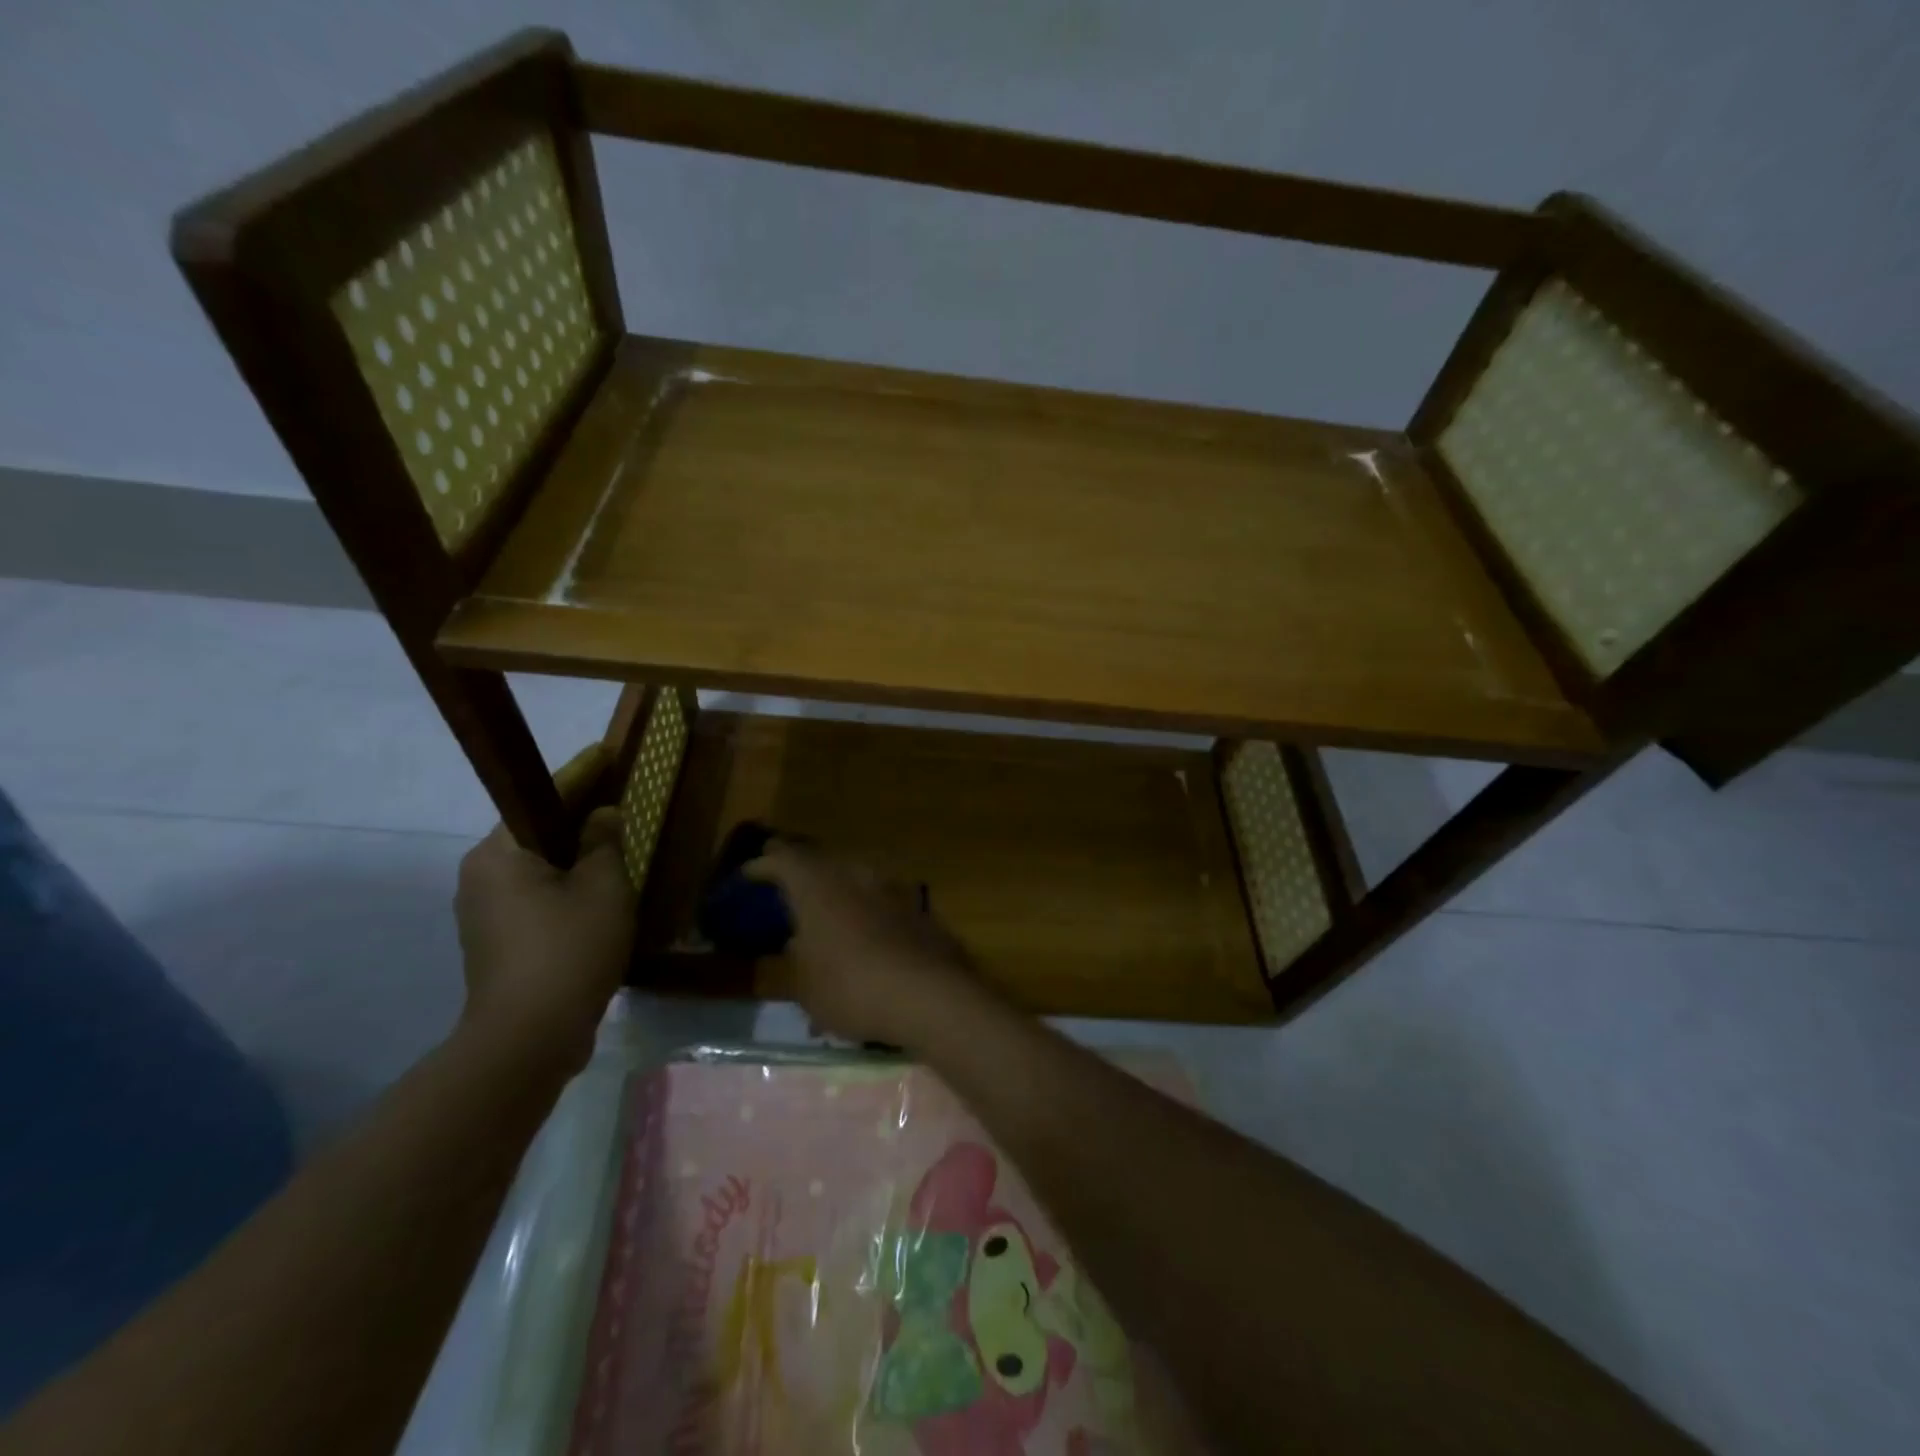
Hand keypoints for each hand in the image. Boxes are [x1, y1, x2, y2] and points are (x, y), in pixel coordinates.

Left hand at [455, 801, 634, 1077]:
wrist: (528, 1038)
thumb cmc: (568, 949)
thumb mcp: (603, 887)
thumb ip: (605, 842)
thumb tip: (603, 816)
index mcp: (499, 853)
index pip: (542, 797)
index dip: (581, 774)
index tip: (607, 753)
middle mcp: (480, 875)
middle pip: (537, 832)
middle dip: (578, 818)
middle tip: (619, 803)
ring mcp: (482, 912)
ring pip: (538, 868)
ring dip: (574, 857)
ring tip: (616, 848)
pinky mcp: (495, 943)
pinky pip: (536, 897)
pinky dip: (566, 888)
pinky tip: (598, 895)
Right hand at [744, 841, 979, 1046]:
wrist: (929, 994)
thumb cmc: (852, 989)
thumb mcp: (807, 987)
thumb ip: (799, 959)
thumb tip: (800, 943)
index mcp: (817, 887)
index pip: (783, 860)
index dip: (764, 865)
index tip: (750, 873)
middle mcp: (854, 875)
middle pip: (822, 860)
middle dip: (803, 868)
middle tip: (787, 879)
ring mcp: (891, 887)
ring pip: (856, 875)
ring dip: (839, 885)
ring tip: (827, 903)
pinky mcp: (919, 907)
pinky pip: (882, 898)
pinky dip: (869, 908)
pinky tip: (867, 928)